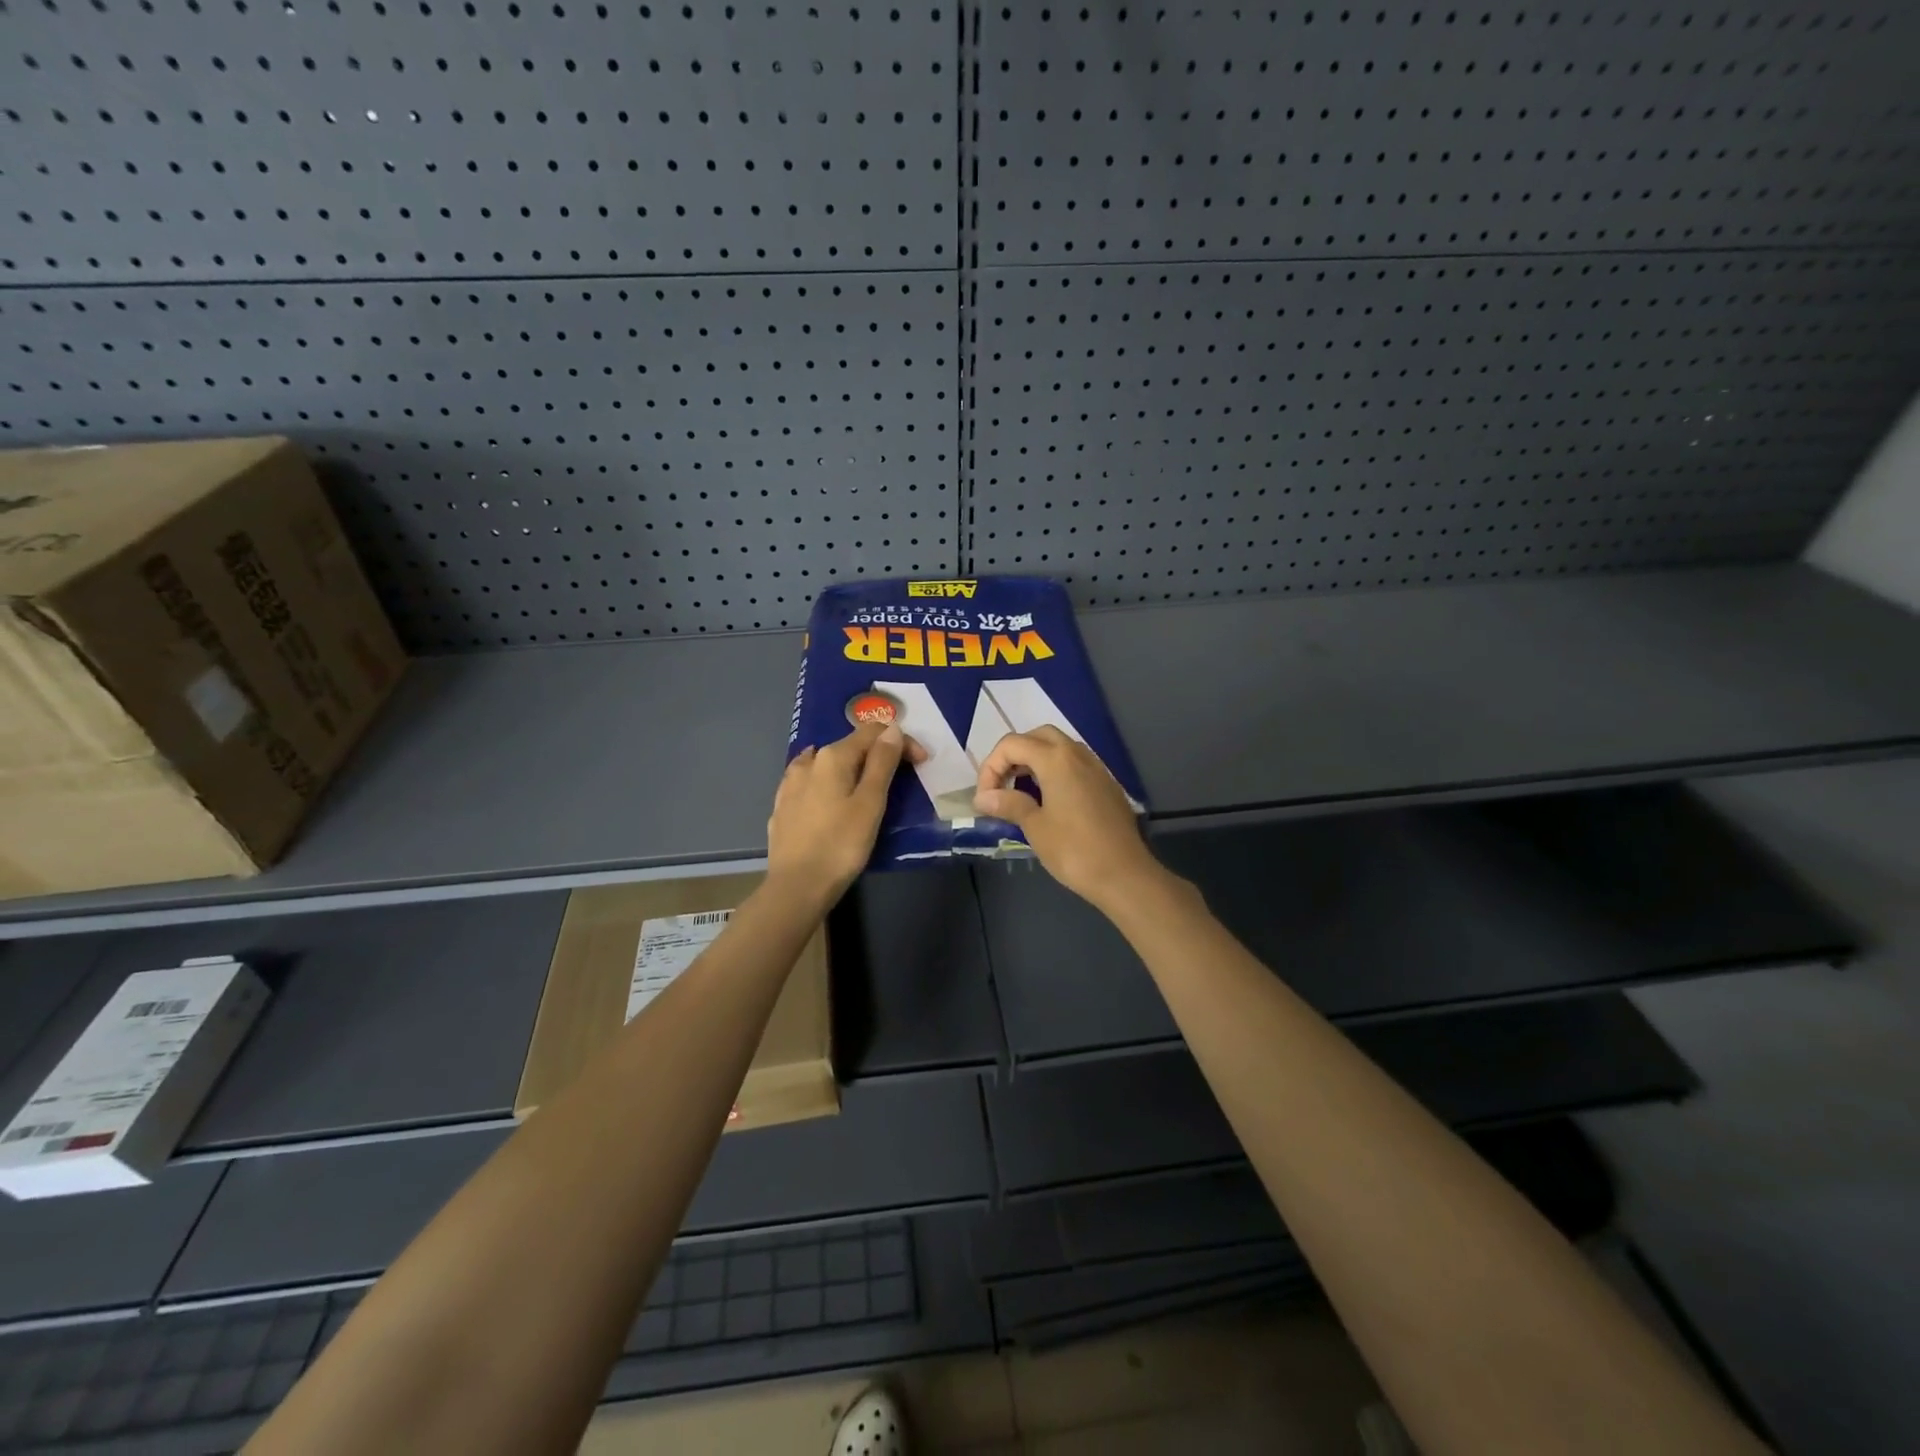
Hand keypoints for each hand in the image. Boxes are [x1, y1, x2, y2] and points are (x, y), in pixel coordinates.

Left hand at [767, 722, 909, 903]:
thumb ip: (882, 762)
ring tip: (865, 788)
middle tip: (900, 780)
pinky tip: (829, 795)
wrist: (796, 887)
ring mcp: (790, 784)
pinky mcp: (782, 806)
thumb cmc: (841, 845)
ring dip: (851, 768)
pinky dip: (828, 783)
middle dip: (878, 756)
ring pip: (827, 764)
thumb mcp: (871, 803)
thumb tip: (891, 728)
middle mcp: (808, 762)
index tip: (921, 762)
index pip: (873, 733)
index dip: (901, 741)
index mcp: (833, 757)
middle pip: (850, 746)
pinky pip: (810, 783)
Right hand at [973, 726, 1167, 909]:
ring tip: (1021, 792)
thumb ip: (1008, 804)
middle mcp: (1077, 754)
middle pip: (1037, 737)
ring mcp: (1096, 767)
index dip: (991, 767)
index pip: (1012, 744)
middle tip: (1002, 785)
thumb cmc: (1074, 850)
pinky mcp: (1106, 783)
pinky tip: (1049, 800)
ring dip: (1034, 761)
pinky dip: (1055, 771)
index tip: (985, 798)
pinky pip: (1074, 764)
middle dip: (1013, 756)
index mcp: (1055, 759)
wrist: (1125, 874)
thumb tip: (983, 797)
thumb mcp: (1034, 827)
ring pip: (1059, 747)